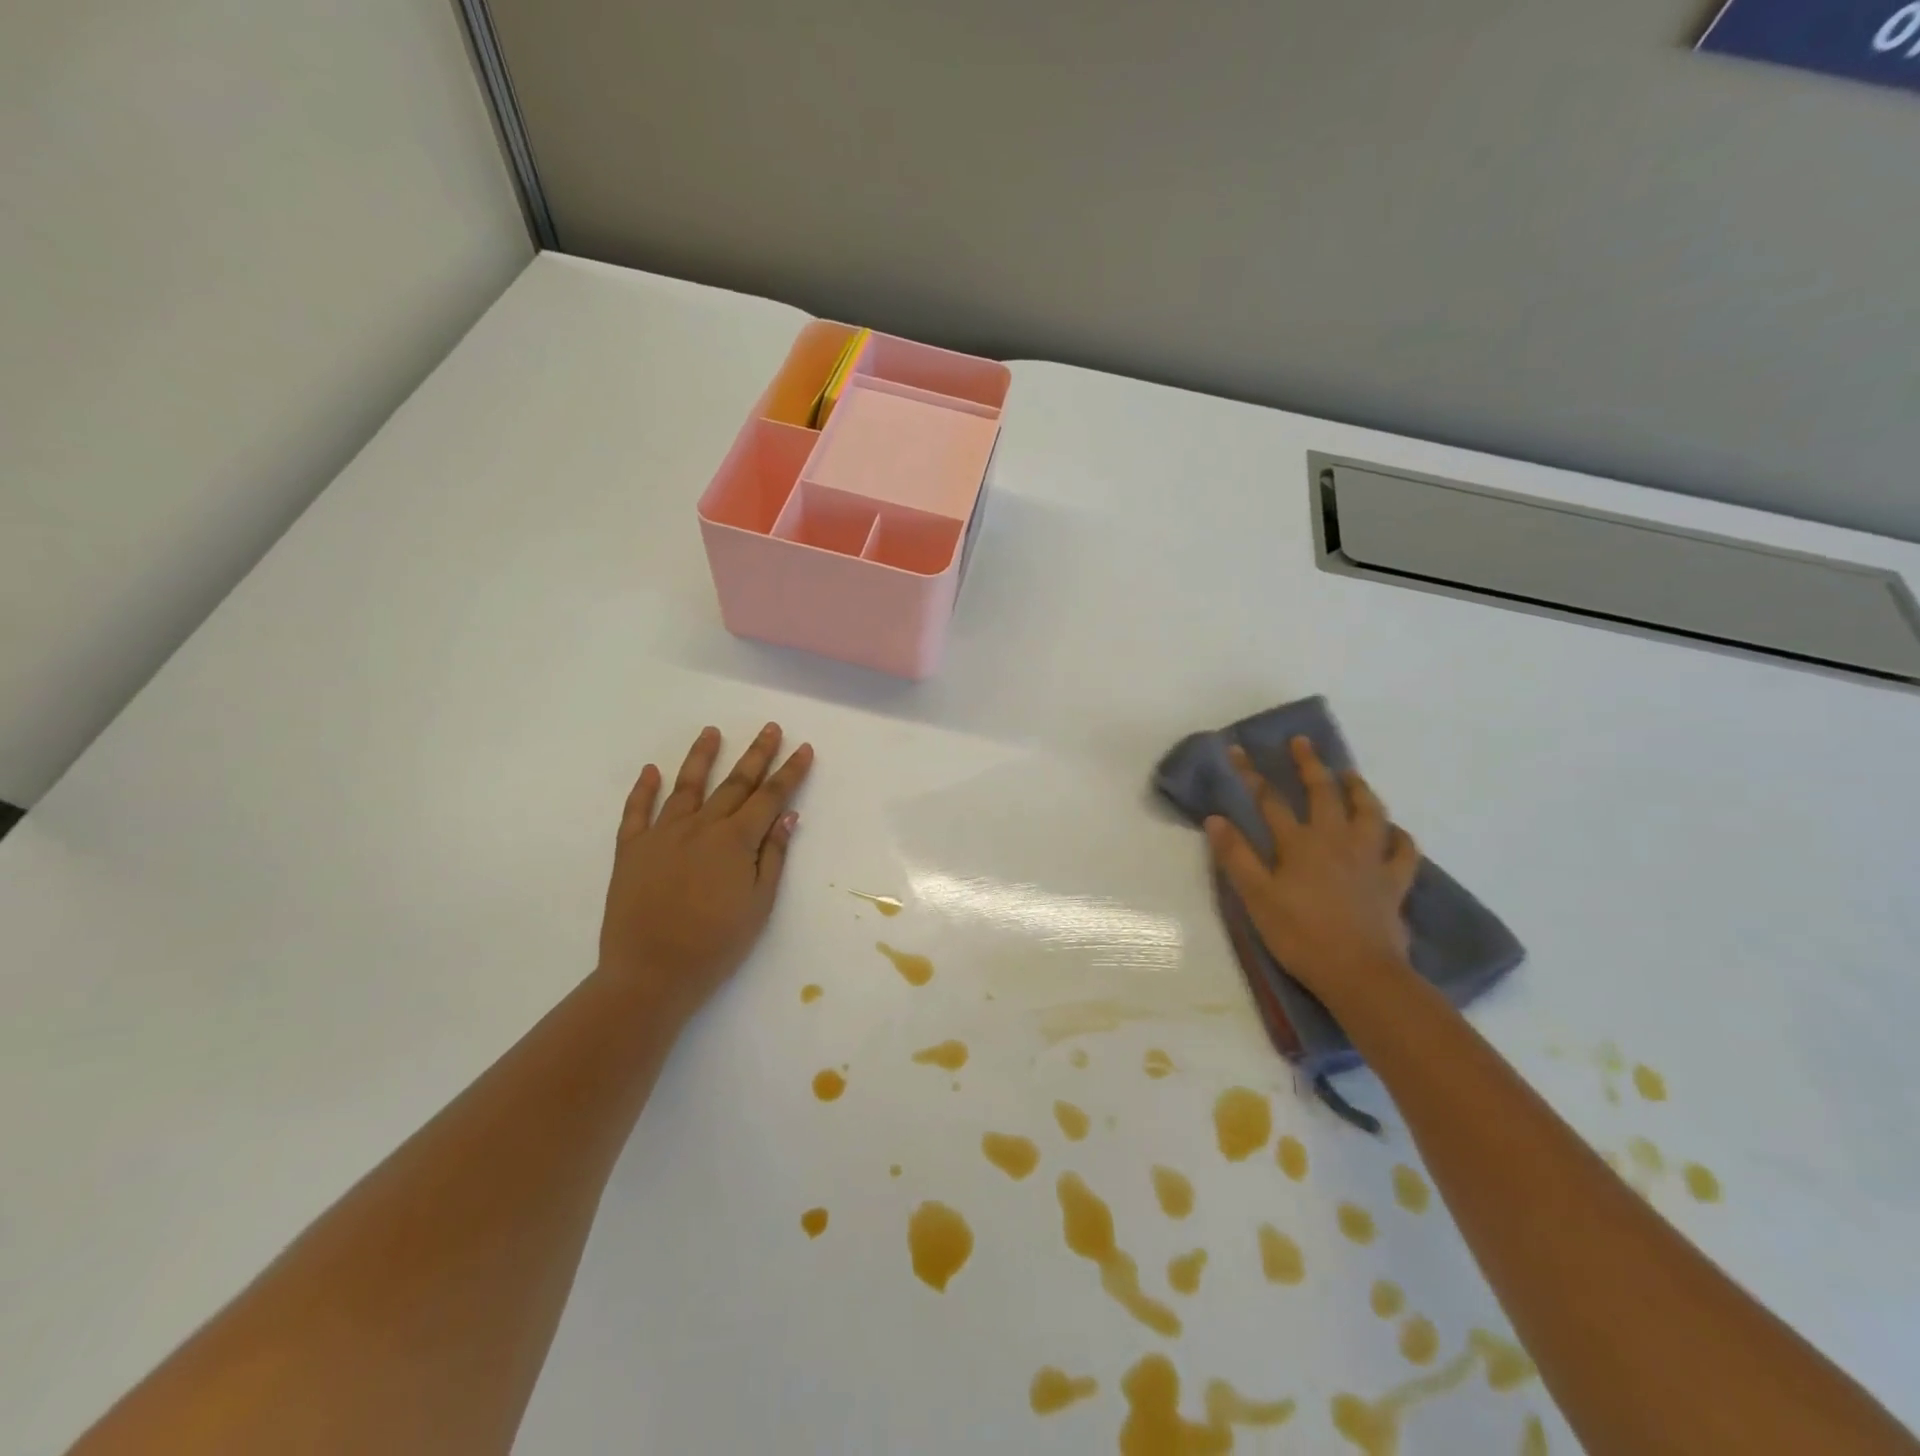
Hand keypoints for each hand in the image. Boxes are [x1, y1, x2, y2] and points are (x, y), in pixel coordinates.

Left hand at [597, 723, 813, 1022]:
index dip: (789, 772)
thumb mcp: (759, 905)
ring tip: (711, 732)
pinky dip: (643, 789)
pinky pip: (636, 812)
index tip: (803, 749)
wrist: (651, 973)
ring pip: (686, 786)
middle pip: (734, 783)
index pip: (770, 797)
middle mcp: (701, 827)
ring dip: (701, 757)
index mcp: (735, 840)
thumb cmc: (716, 944)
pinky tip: (651, 770)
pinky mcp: (631, 850)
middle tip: (770, 728)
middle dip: (756, 754)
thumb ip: (772, 856)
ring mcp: (662, 834)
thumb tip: (787, 816)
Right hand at [1205, 736, 1418, 1007]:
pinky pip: (1403, 851)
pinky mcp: (1394, 882)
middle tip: (1302, 742)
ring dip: (1358, 789)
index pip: (1269, 799)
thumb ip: (1236, 856)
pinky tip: (1393, 832)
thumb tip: (1215, 818)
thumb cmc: (1299, 934)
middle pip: (1323, 792)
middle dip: (1309, 765)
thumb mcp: (1256, 897)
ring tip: (1350, 775)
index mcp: (1299, 843)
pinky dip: (1399, 836)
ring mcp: (1370, 859)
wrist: (1359, 973)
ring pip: (1369, 812)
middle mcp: (1336, 840)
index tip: (1237, 749)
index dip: (1251, 773)